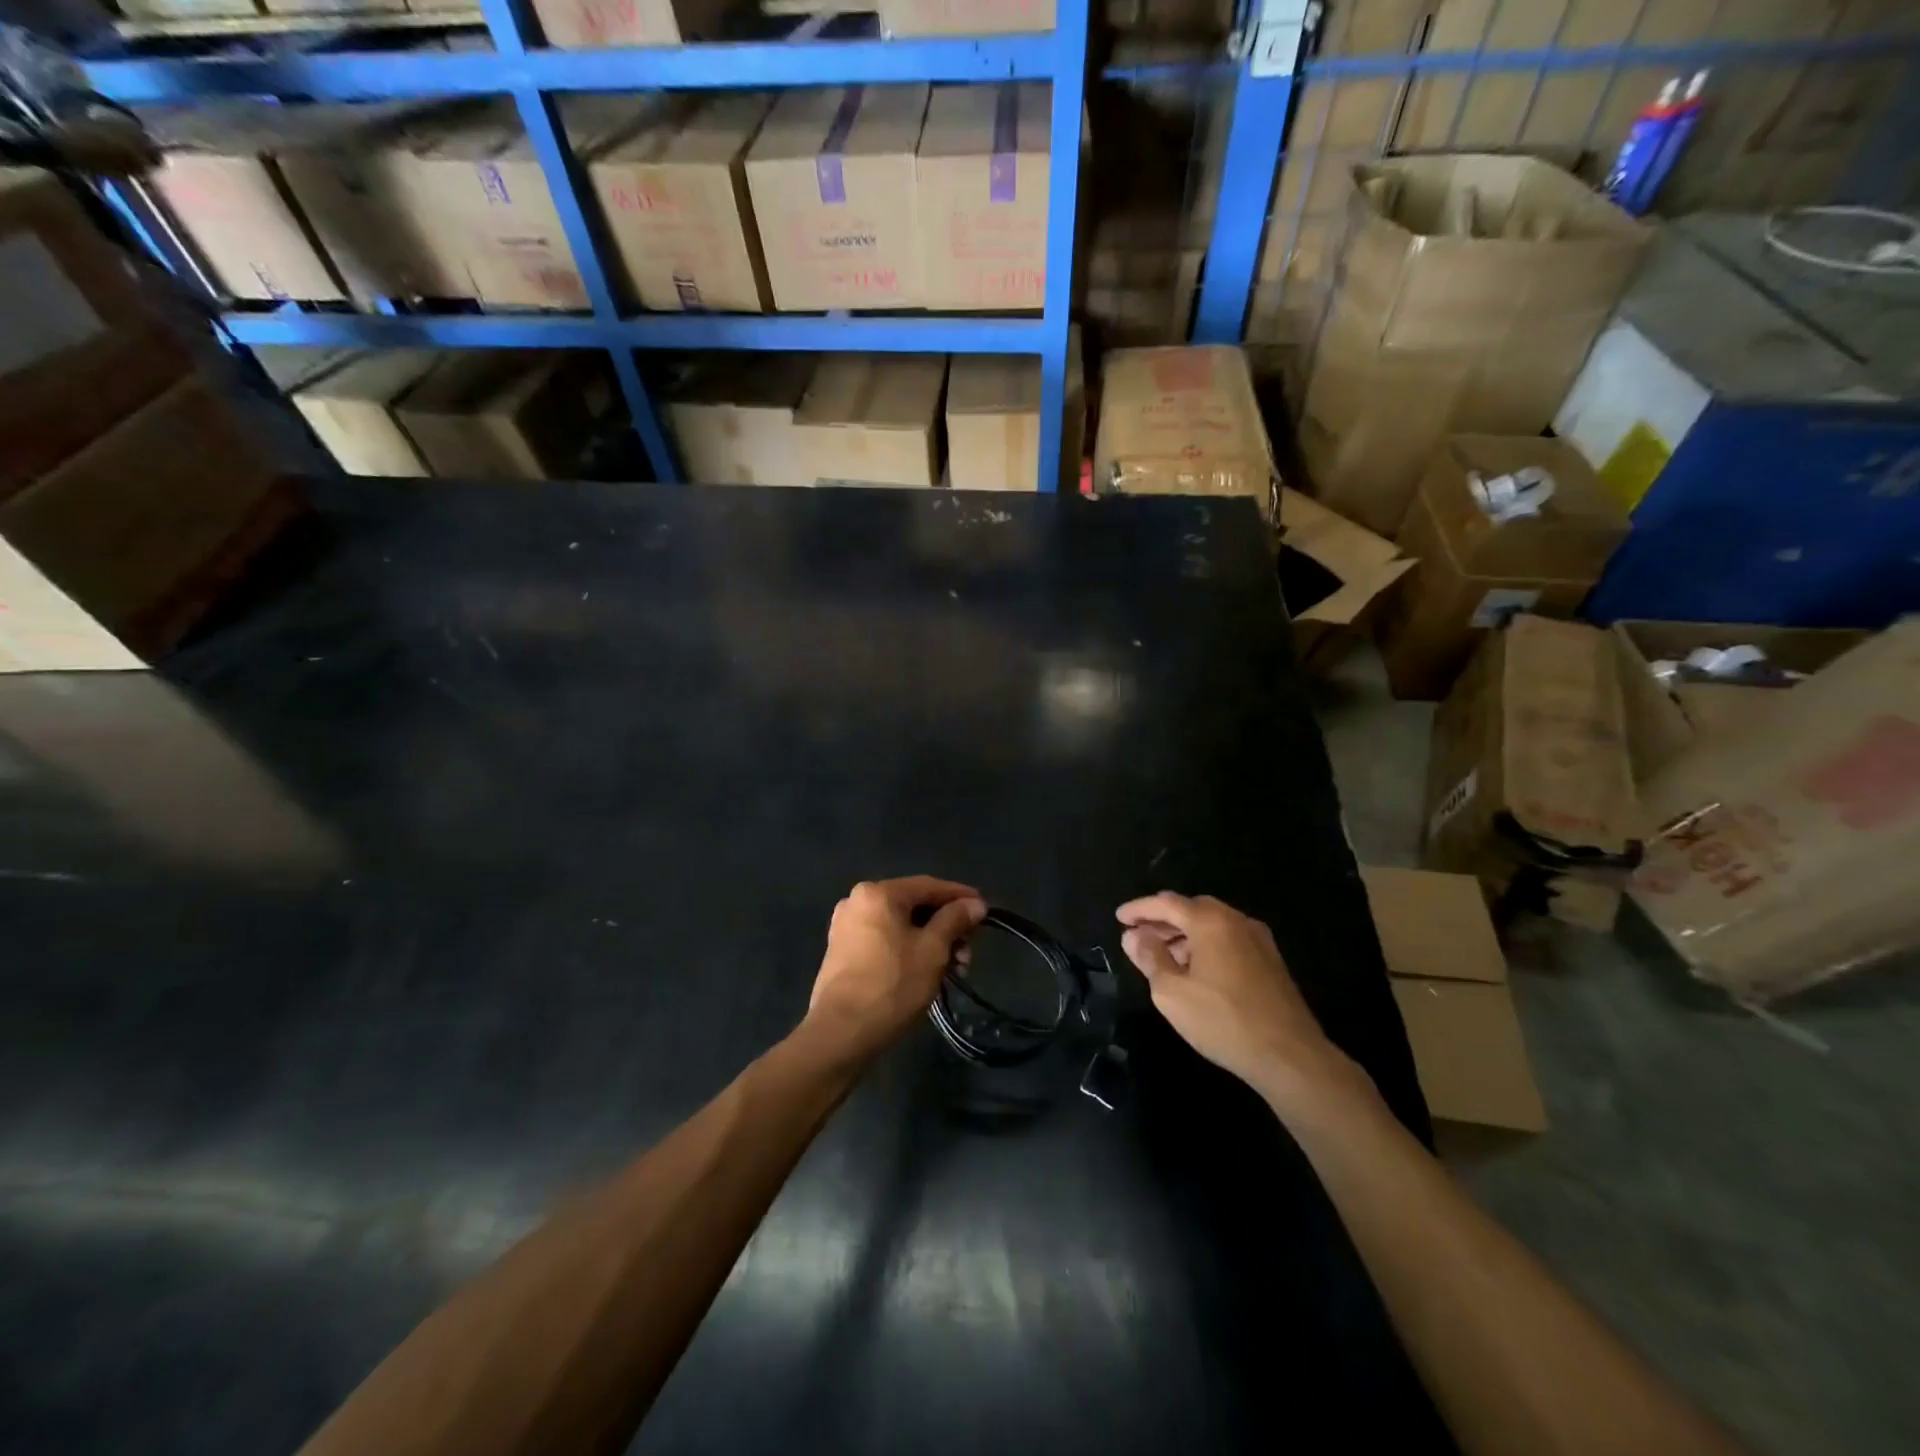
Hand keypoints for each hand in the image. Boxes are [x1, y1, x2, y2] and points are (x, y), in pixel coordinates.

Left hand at [808, 877, 986, 1058]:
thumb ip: (955, 920)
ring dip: (931, 942)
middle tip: (969, 950)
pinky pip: (885, 940)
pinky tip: (928, 971)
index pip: (929, 886)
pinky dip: (909, 950)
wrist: (841, 1033)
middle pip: (914, 906)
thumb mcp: (933, 949)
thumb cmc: (892, 984)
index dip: (961, 896)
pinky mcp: (843, 951)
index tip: (985, 909)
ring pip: (901, 926)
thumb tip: (975, 904)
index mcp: (878, 893)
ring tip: (954, 969)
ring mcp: (847, 927)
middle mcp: (857, 901)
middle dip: (947, 927)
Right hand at [1116, 892, 1367, 1113]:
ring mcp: (1258, 939)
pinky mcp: (1270, 960)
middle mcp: (1236, 920)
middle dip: (1162, 919)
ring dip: (1184, 933)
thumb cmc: (1223, 1021)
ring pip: (1212, 924)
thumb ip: (1150, 958)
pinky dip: (1206, 944)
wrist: (1289, 1055)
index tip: (1119, 918)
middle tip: (1139, 935)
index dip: (1139, 909)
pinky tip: (1195, 969)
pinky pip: (1228, 939)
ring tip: (1163, 955)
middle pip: (1191, 908)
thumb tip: (1134, 936)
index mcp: (1210, 922)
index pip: (1166, 903)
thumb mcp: (1172, 992)